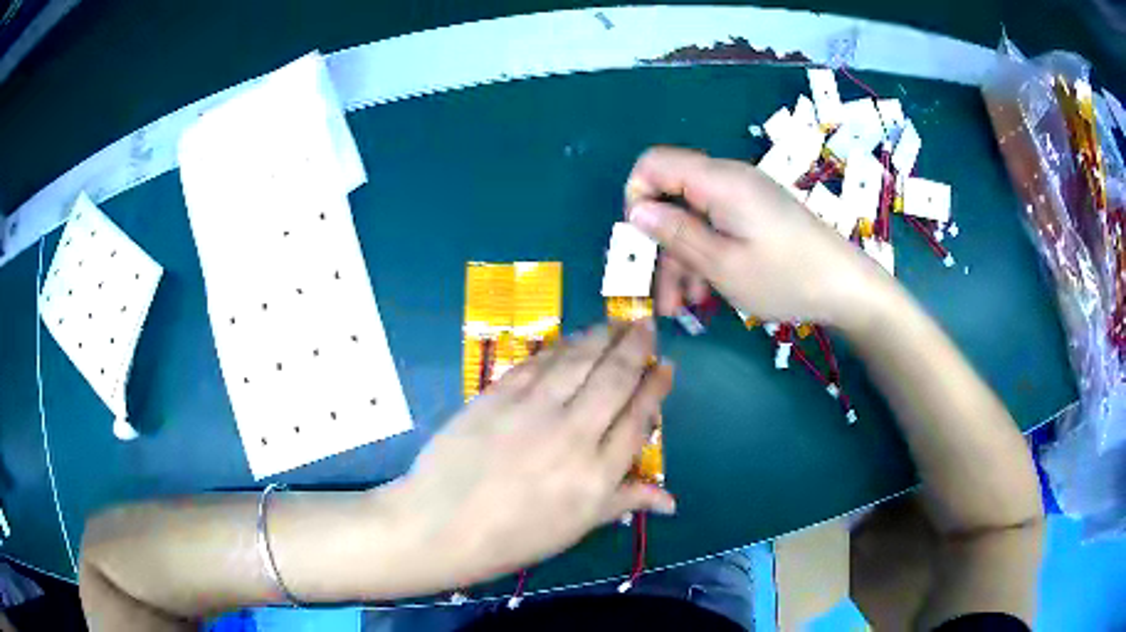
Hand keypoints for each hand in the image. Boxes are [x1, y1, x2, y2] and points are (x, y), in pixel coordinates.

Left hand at [394, 323, 674, 586]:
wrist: (442, 524)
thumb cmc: (513, 537)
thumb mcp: (575, 527)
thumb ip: (623, 502)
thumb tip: (671, 501)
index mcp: (597, 474)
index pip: (639, 418)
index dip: (655, 387)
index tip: (665, 365)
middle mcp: (572, 434)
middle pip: (614, 378)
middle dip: (636, 346)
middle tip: (646, 325)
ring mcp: (532, 410)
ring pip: (578, 360)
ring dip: (601, 336)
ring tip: (616, 323)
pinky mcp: (498, 395)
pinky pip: (538, 362)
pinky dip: (560, 347)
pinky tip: (571, 339)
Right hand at [624, 146, 893, 329]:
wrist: (847, 287)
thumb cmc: (786, 277)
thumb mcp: (723, 264)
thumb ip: (676, 234)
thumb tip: (636, 211)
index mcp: (718, 181)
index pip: (654, 164)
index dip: (637, 197)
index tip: (642, 242)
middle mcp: (728, 180)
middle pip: (673, 198)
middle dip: (661, 246)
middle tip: (659, 295)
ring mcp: (745, 198)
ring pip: (694, 219)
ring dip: (682, 260)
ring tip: (683, 306)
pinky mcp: (757, 214)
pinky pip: (718, 227)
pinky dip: (706, 255)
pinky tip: (706, 292)